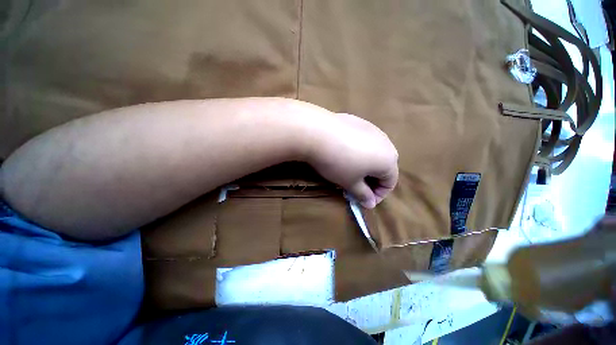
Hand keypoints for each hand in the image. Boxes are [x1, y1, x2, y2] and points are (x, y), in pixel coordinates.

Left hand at [304, 112, 398, 208]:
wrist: (318, 133)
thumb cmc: (338, 163)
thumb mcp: (350, 183)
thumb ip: (363, 195)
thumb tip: (370, 204)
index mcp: (388, 160)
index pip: (389, 183)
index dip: (378, 195)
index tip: (363, 201)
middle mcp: (386, 142)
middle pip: (383, 167)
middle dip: (371, 180)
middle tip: (355, 187)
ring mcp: (372, 129)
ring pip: (373, 153)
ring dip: (365, 166)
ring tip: (349, 171)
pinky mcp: (359, 122)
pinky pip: (363, 141)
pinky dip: (358, 152)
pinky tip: (344, 153)